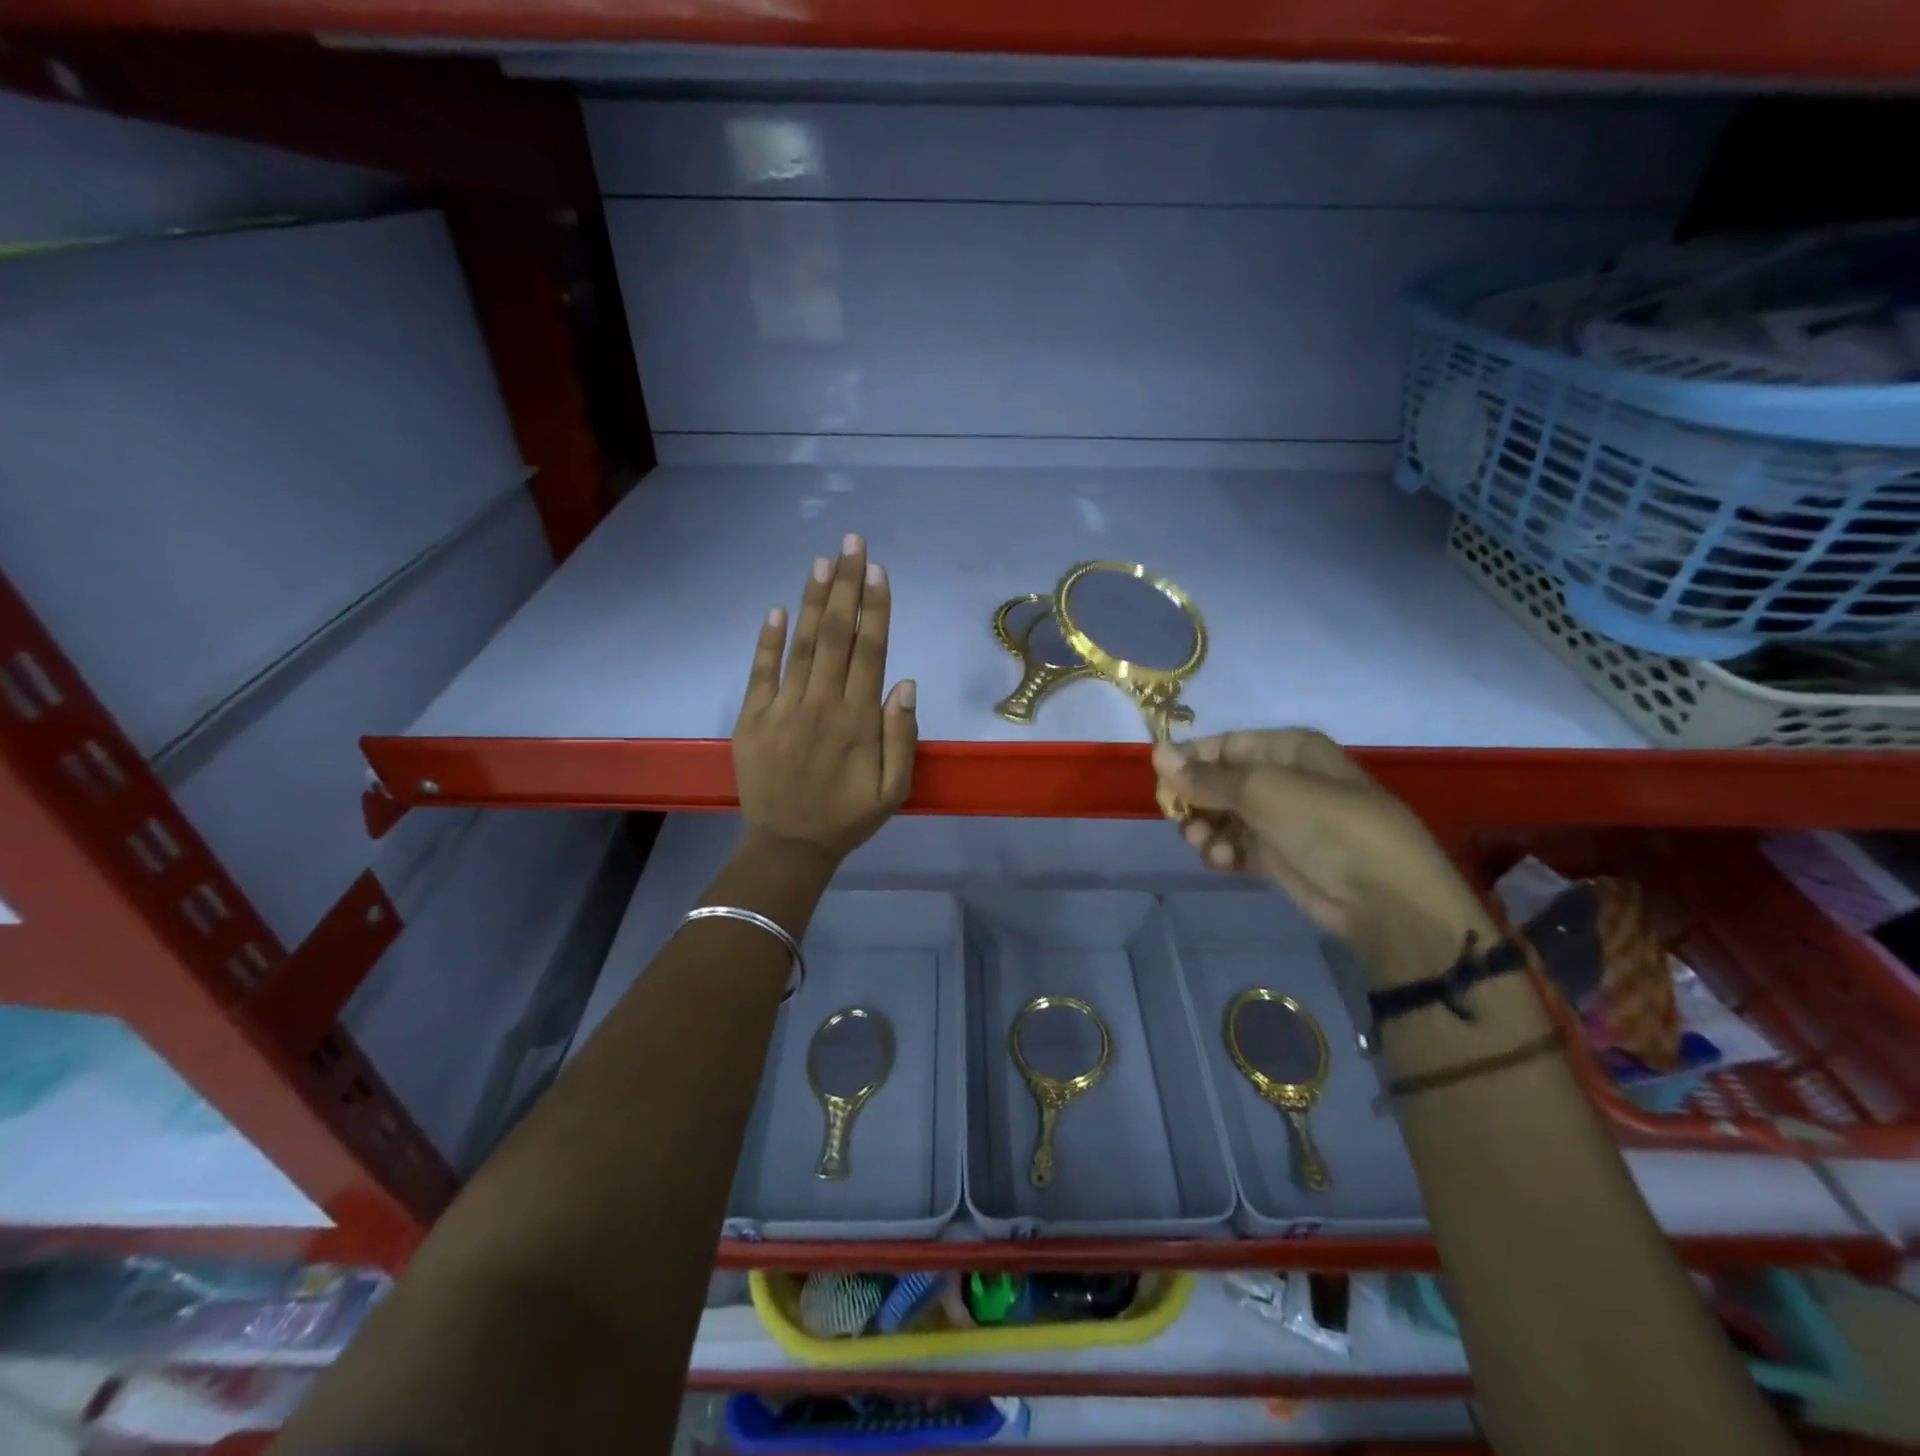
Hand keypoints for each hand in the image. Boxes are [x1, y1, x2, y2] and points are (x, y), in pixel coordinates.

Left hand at [734, 534, 916, 868]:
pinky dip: (768, 640)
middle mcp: (821, 704)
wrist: (788, 846)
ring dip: (814, 601)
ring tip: (822, 561)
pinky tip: (778, 609)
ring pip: (802, 645)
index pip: (870, 651)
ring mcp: (783, 708)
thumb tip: (905, 683)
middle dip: (846, 586)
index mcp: (858, 719)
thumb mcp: (893, 789)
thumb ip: (902, 737)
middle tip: (852, 542)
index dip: (875, 608)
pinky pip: (761, 672)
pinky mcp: (753, 718)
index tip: (877, 569)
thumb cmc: (848, 817)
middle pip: (837, 635)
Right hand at [1153, 731, 1497, 984]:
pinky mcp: (1278, 856)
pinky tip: (1223, 862)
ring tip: (1206, 845)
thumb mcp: (1262, 791)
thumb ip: (1205, 777)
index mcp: (1287, 749)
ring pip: (1222, 816)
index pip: (1223, 746)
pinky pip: (1236, 845)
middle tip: (1180, 819)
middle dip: (1196, 801)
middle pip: (1218, 782)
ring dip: (1206, 830)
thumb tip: (1156, 751)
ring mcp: (1281, 819)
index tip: (1162, 785)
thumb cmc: (1325, 825)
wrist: (1382, 897)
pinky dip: (1223, 852)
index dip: (1190, 762)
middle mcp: (1282, 778)